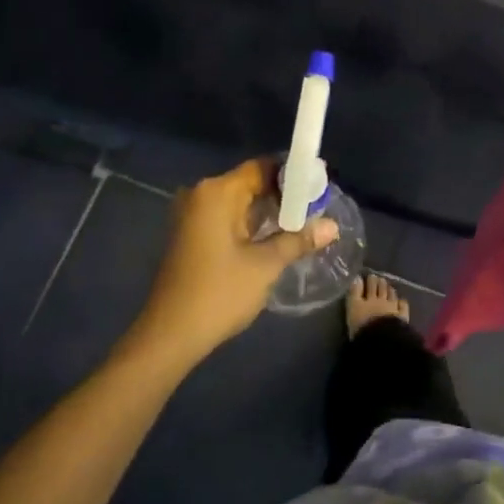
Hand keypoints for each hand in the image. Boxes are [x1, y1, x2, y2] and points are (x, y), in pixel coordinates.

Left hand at [132, 159, 338, 364]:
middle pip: (251, 183)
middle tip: (318, 207)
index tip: (320, 186)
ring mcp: (192, 216)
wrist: (170, 335)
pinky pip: (228, 218)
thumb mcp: (265, 265)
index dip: (293, 174)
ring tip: (304, 222)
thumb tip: (333, 226)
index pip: (262, 167)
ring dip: (269, 211)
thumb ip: (299, 240)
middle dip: (284, 195)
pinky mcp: (191, 235)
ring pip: (240, 202)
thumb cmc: (219, 293)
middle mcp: (201, 195)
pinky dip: (251, 224)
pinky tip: (276, 237)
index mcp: (217, 193)